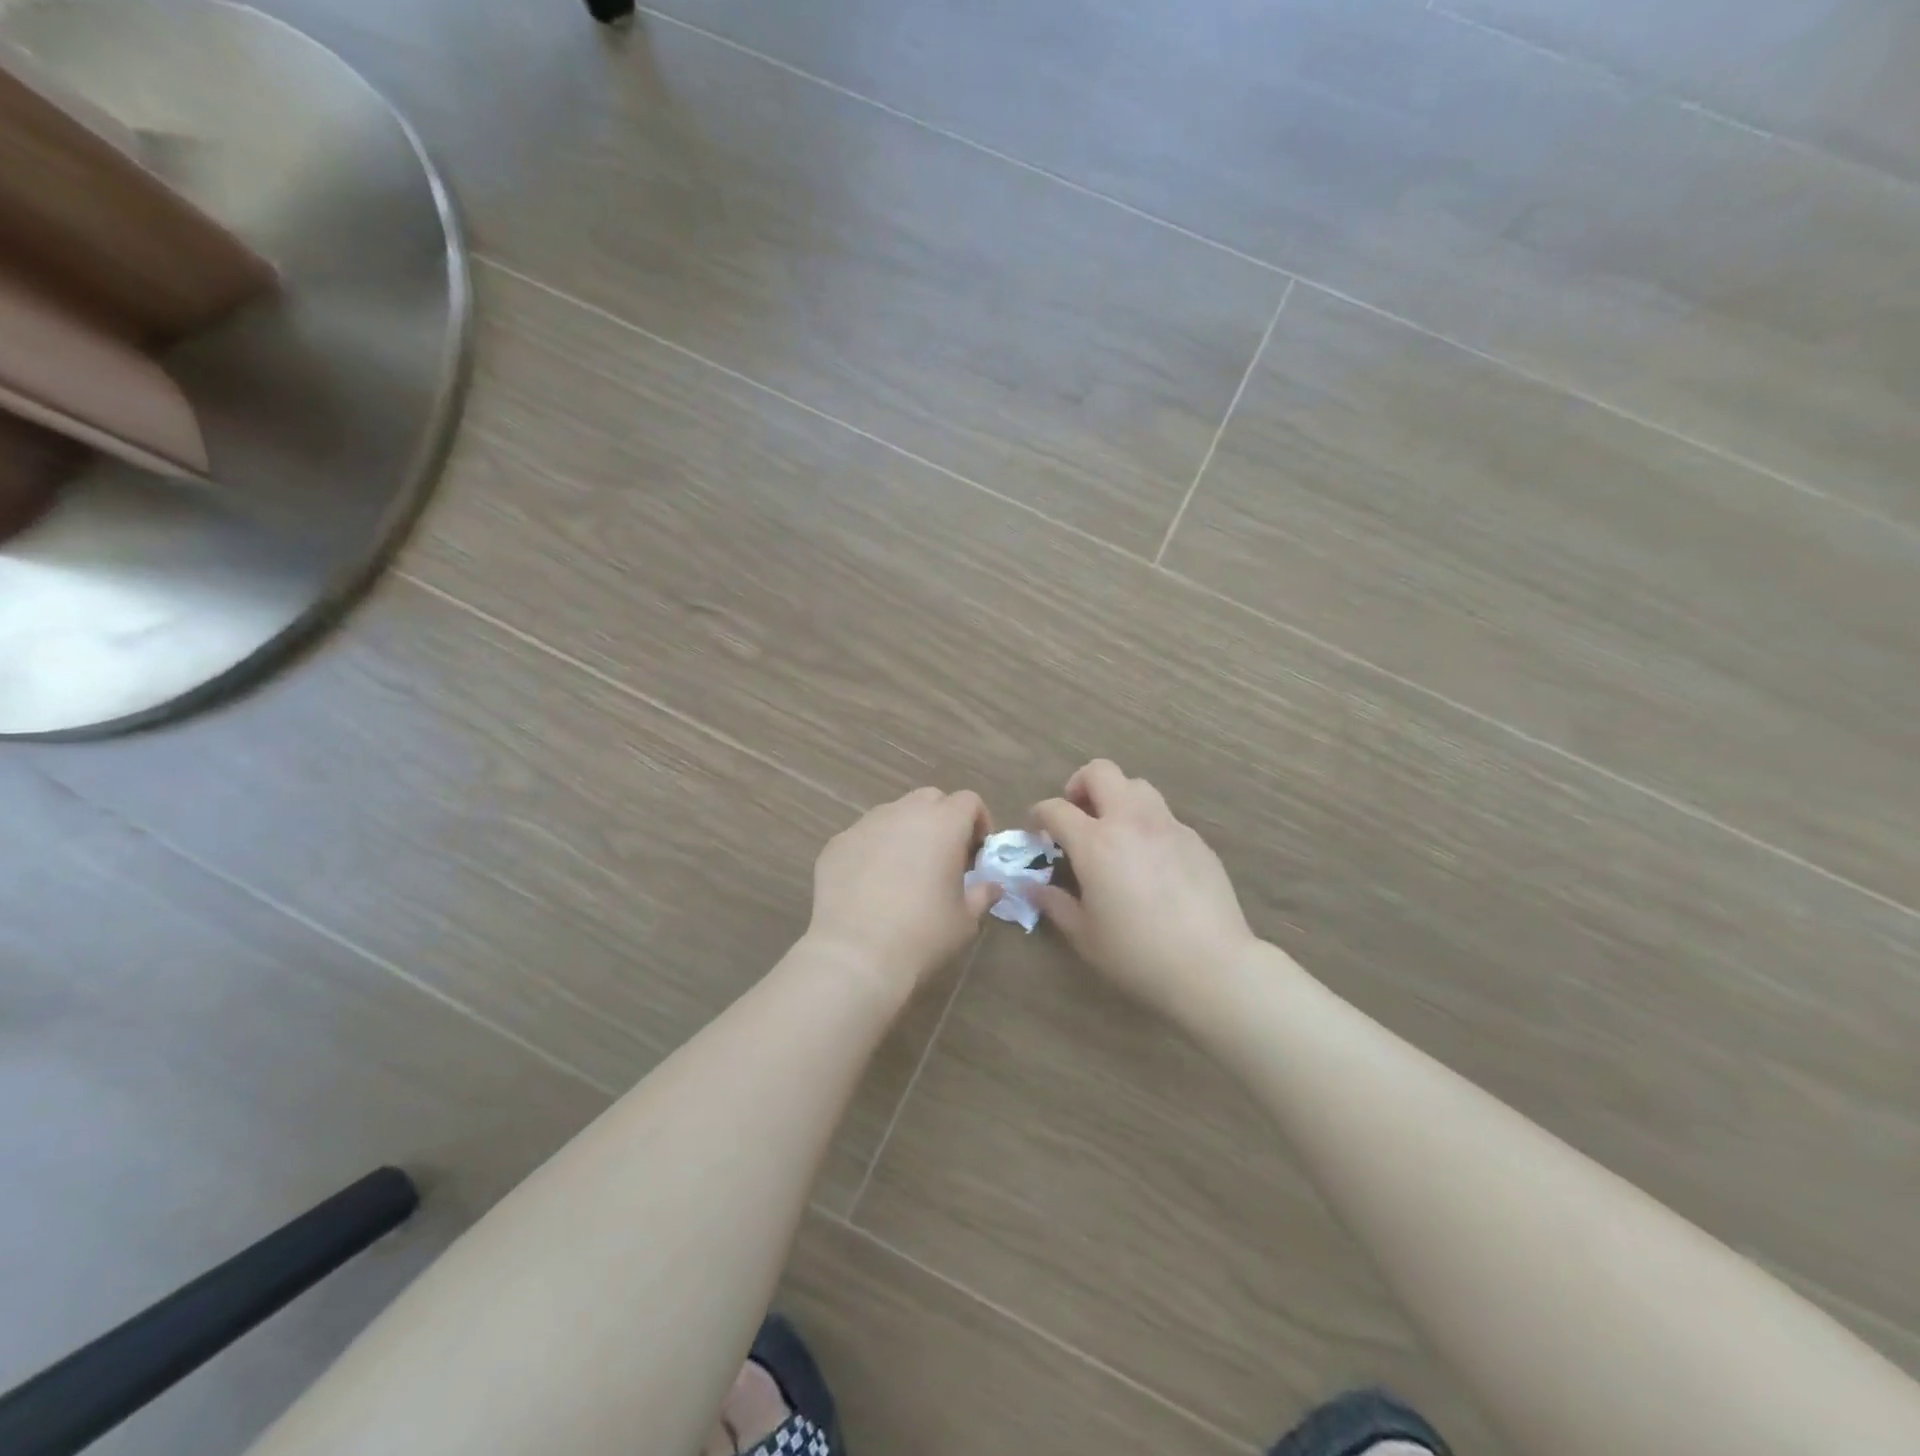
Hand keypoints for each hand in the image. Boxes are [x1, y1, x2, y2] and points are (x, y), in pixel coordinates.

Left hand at [805, 787, 999, 998]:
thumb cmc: (923, 935)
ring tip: (903, 873)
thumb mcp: (965, 920)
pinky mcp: (836, 844)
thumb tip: (991, 886)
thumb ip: (982, 894)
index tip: (976, 856)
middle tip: (943, 859)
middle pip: (929, 799)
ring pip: (893, 814)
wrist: (856, 955)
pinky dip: (874, 851)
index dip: (978, 823)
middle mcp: (903, 813)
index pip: (969, 801)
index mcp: (943, 824)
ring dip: (906, 833)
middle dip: (942, 821)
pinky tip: (870, 886)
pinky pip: (863, 837)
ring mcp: (865, 825)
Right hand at [1031, 760, 1257, 1022]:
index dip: (1039, 815)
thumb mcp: (1085, 936)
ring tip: (1114, 832)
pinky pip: (1164, 816)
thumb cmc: (1138, 955)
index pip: (1056, 809)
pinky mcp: (1196, 840)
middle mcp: (1130, 821)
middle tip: (1077, 815)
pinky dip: (1146, 825)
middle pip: (1101, 772)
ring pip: (1137, 786)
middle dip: (1080, 785)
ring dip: (1117, 798)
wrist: (1212, 966)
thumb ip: (1055, 904)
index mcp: (1096, 843)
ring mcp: (1168, 826)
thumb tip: (1032, 886)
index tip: (1036, 831)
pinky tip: (1150, 860)